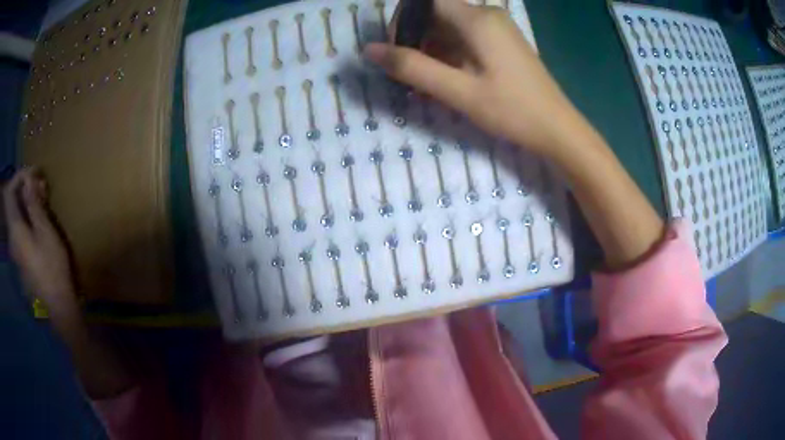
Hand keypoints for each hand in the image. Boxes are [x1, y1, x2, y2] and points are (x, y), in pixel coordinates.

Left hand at [3, 168, 77, 316]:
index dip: (20, 176)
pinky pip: (20, 229)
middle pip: (13, 203)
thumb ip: (34, 204)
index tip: (35, 173)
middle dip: (25, 188)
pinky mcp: (21, 259)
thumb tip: (28, 180)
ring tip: (43, 201)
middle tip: (42, 185)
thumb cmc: (52, 268)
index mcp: (15, 228)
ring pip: (17, 216)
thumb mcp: (45, 232)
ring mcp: (15, 250)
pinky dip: (28, 218)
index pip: (10, 191)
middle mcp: (12, 237)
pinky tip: (39, 221)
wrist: (58, 308)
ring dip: (27, 203)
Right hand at [364, 0, 583, 155]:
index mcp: (477, 19)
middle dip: (416, 39)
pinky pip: (466, 38)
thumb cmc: (512, 110)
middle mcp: (487, 15)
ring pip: (450, 28)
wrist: (557, 128)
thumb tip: (369, 50)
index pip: (426, 2)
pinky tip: (446, 80)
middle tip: (409, 73)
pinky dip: (449, 55)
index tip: (397, 50)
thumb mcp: (459, 91)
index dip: (405, 21)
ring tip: (425, 82)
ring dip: (432, 50)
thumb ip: (413, 68)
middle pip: (437, 14)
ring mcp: (497, 28)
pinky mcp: (502, 42)